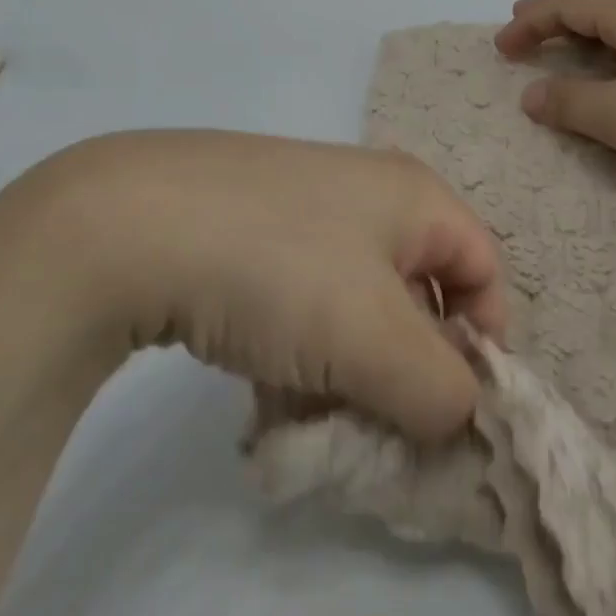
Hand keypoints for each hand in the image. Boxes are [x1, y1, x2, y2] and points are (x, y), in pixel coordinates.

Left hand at [20, 130, 506, 440]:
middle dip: (405, 369)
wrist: (129, 225)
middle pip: (417, 294)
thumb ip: (441, 390)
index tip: (447, 410)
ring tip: (307, 412)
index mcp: (412, 195)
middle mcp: (365, 191)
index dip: (483, 342)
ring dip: (346, 370)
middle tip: (373, 423)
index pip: (485, 269)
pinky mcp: (248, 230)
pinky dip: (297, 349)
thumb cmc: (279, 270)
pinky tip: (262, 381)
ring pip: (354, 307)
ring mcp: (301, 207)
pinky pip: (301, 299)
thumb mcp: (375, 338)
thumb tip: (459, 414)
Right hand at [495, 0, 615, 213]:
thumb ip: (568, 102)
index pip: (568, 6)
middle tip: (521, 38)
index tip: (499, 46)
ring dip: (583, 47)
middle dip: (553, 25)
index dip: (529, 21)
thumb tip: (531, 93)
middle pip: (594, 13)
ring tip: (560, 61)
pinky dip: (612, 66)